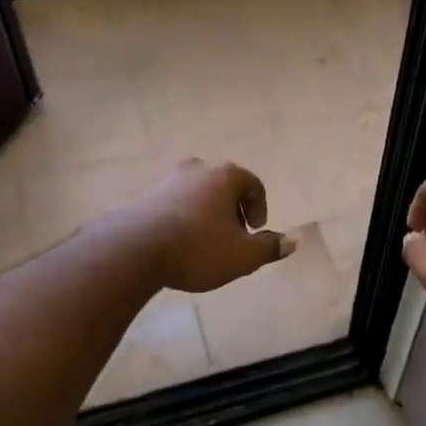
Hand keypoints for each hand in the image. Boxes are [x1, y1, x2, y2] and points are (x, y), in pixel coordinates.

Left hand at [107, 160, 295, 293]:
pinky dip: (181, 217)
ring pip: (196, 192)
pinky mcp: (143, 195)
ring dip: (205, 212)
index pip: (253, 183)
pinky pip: (172, 202)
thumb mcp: (242, 255)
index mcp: (225, 176)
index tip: (255, 231)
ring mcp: (167, 179)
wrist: (132, 249)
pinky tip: (177, 243)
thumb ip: (270, 247)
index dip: (259, 207)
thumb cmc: (197, 248)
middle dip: (232, 209)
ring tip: (203, 241)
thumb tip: (294, 241)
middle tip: (232, 236)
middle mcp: (197, 169)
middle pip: (223, 184)